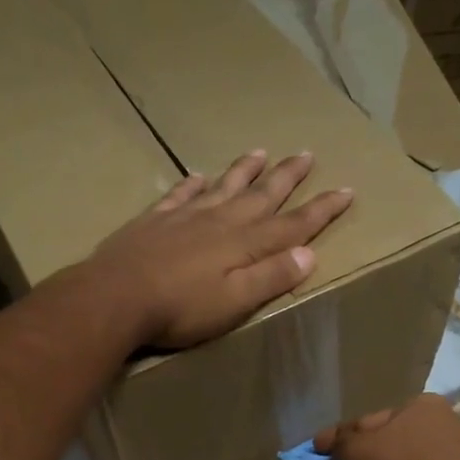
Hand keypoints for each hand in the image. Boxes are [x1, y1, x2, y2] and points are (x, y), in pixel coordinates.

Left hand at [90, 150, 353, 349]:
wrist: (115, 297)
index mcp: (244, 244)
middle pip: (260, 195)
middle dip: (287, 177)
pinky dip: (193, 185)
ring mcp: (185, 217)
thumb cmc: (180, 308)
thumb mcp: (235, 301)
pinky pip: (180, 195)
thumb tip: (310, 253)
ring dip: (244, 171)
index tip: (345, 190)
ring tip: (260, 151)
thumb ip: (271, 276)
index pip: (292, 224)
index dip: (320, 210)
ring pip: (223, 186)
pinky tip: (198, 176)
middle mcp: (219, 222)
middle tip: (306, 154)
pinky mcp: (154, 221)